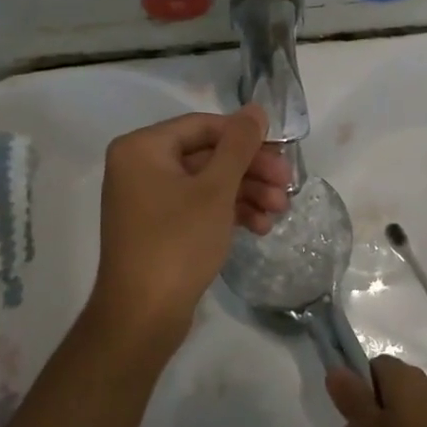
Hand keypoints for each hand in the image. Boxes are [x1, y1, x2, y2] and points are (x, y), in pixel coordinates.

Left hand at [86, 104, 290, 358]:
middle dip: (251, 171)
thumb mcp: (216, 189)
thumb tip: (255, 108)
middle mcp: (140, 166)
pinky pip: (198, 206)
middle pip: (208, 154)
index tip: (281, 153)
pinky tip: (260, 227)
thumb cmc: (177, 243)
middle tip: (287, 184)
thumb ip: (239, 145)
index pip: (204, 126)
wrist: (141, 318)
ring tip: (279, 211)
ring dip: (246, 193)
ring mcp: (148, 198)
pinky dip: (228, 212)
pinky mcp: (158, 227)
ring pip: (207, 182)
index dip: (246, 138)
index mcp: (142, 148)